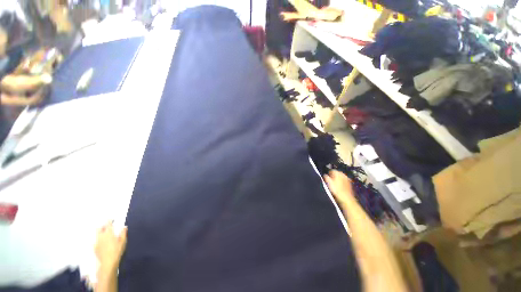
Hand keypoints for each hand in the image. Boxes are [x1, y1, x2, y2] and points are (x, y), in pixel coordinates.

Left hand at [95, 222, 126, 270]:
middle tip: (106, 225)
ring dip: (100, 232)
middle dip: (102, 225)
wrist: (107, 262)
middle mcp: (101, 236)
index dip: (109, 220)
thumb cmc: (117, 251)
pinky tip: (100, 242)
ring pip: (96, 234)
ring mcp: (97, 242)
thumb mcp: (123, 242)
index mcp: (109, 233)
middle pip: (99, 228)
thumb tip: (123, 227)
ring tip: (103, 233)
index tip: (111, 218)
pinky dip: (98, 239)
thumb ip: (123, 233)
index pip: (108, 224)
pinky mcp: (94, 247)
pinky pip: (95, 241)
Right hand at [324, 170, 354, 204]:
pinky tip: (339, 187)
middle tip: (330, 181)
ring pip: (341, 177)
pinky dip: (341, 182)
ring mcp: (347, 179)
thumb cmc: (336, 190)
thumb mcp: (328, 183)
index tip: (326, 177)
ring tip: (334, 184)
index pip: (332, 170)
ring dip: (338, 179)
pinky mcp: (350, 183)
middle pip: (337, 173)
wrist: (346, 198)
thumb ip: (326, 177)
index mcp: (338, 173)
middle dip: (333, 176)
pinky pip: (344, 181)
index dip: (328, 173)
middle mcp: (343, 174)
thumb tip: (325, 175)